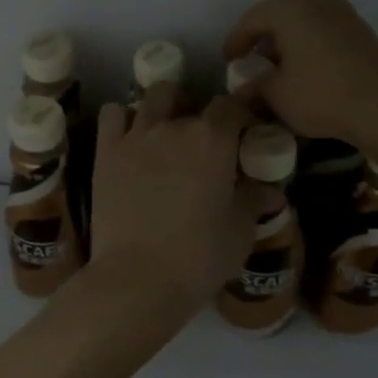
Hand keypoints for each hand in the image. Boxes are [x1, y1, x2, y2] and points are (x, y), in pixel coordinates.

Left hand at [84, 83, 266, 317]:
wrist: (137, 279)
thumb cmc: (199, 256)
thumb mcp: (240, 231)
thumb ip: (254, 202)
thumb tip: (272, 191)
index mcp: (213, 139)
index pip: (231, 105)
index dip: (239, 114)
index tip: (243, 133)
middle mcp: (174, 126)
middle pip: (188, 98)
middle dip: (198, 110)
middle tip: (203, 139)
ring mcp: (135, 136)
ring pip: (151, 97)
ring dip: (163, 107)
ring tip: (166, 132)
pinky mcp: (105, 153)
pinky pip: (112, 115)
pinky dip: (123, 118)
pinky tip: (130, 139)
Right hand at [222, 0, 377, 150]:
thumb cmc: (322, 95)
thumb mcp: (278, 95)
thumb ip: (255, 87)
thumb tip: (242, 91)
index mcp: (290, 8)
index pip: (252, 19)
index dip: (235, 40)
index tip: (228, 60)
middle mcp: (317, 1)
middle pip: (279, 15)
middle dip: (263, 37)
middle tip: (252, 60)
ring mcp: (344, 14)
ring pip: (304, 22)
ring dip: (288, 41)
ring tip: (279, 68)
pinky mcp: (362, 31)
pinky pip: (324, 31)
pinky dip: (309, 45)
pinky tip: (307, 70)